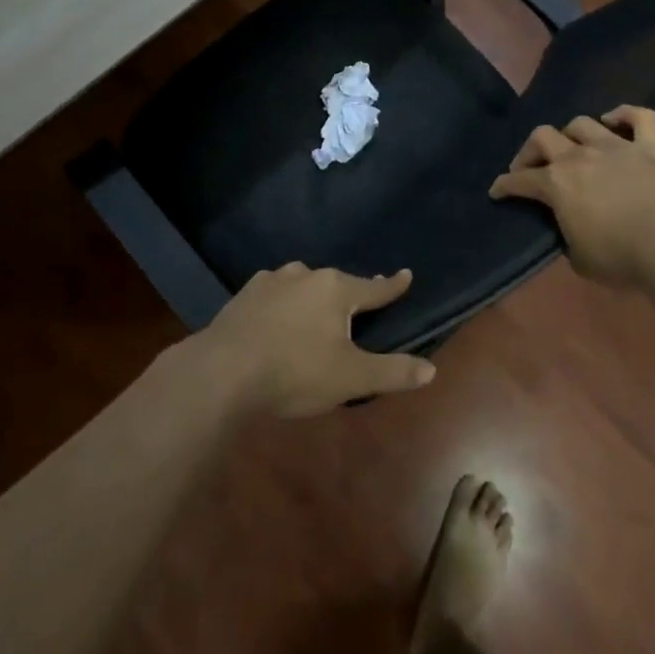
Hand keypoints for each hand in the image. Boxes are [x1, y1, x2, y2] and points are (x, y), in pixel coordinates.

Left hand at [195, 264, 435, 417]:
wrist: (224, 370)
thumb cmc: (295, 372)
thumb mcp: (351, 379)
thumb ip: (392, 372)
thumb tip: (430, 370)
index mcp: (336, 289)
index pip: (374, 287)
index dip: (392, 286)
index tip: (406, 274)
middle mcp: (306, 274)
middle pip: (337, 283)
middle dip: (348, 295)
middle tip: (356, 308)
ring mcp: (272, 281)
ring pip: (303, 284)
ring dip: (313, 296)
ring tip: (314, 317)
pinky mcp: (245, 294)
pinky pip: (275, 294)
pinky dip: (284, 304)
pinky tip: (278, 320)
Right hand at [489, 107, 654, 292]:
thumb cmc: (622, 258)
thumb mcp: (580, 259)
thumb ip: (568, 237)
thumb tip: (571, 231)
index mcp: (556, 184)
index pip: (519, 181)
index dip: (504, 186)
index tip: (496, 191)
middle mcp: (580, 156)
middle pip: (543, 137)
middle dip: (530, 151)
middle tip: (531, 168)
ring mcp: (616, 147)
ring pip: (582, 123)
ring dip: (571, 134)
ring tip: (573, 148)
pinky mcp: (652, 148)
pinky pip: (639, 117)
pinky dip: (624, 115)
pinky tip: (614, 121)